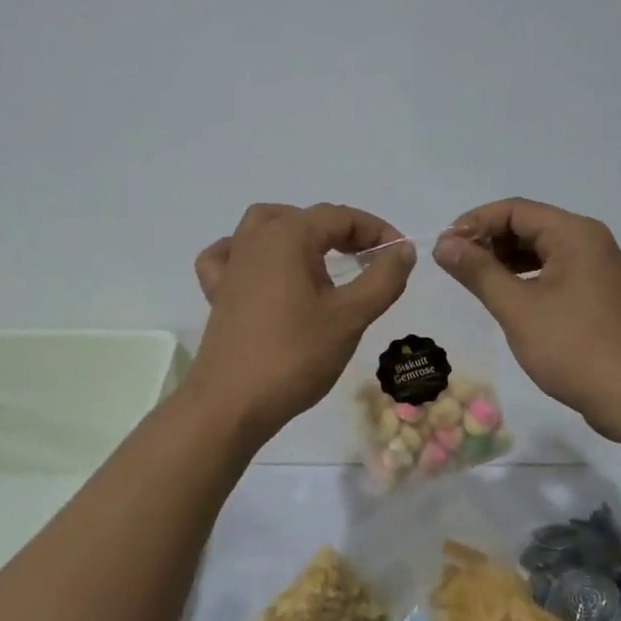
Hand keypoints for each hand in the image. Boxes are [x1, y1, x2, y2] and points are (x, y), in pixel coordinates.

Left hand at [188, 203, 414, 446]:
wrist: (231, 404)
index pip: (340, 216)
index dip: (376, 231)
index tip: (400, 257)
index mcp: (287, 236)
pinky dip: (250, 253)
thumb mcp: (350, 317)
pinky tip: (264, 271)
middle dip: (343, 232)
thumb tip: (402, 250)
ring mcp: (232, 265)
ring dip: (298, 233)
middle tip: (370, 261)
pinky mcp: (218, 292)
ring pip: (265, 226)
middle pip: (305, 218)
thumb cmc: (295, 356)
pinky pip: (230, 255)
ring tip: (322, 259)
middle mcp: (255, 240)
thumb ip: (383, 278)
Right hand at [435, 198, 620, 440]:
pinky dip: (527, 277)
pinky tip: (507, 296)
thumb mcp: (517, 308)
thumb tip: (443, 244)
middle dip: (489, 240)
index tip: (444, 247)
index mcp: (575, 234)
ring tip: (474, 280)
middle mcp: (590, 241)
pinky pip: (557, 271)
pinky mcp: (600, 294)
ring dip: (506, 259)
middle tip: (454, 265)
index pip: (515, 210)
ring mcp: (599, 268)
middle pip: (529, 225)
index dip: (474, 223)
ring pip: (542, 249)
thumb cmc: (573, 347)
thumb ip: (478, 271)